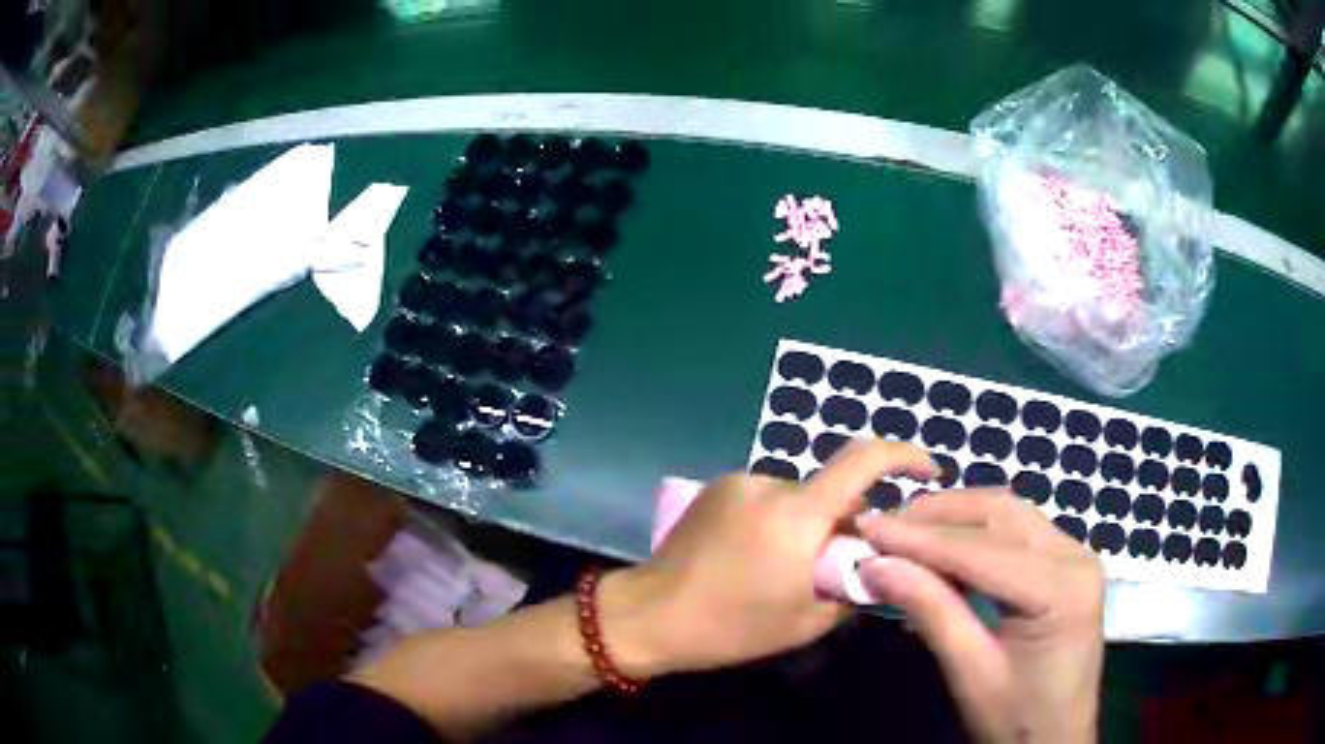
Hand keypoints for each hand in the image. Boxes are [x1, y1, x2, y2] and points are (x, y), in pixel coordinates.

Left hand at [601, 440, 937, 677]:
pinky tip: (755, 557)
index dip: (905, 456)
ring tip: (786, 568)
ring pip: (797, 497)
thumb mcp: (806, 621)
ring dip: (807, 523)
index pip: (864, 460)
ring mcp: (738, 482)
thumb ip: (850, 585)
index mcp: (797, 513)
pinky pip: (767, 498)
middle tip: (834, 565)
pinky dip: (779, 520)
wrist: (650, 614)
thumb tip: (870, 561)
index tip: (928, 472)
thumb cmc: (730, 626)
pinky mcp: (716, 489)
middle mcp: (769, 483)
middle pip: (830, 490)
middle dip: (845, 521)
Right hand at [856, 490, 1104, 743]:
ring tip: (904, 531)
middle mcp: (1076, 556)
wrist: (1057, 739)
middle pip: (1001, 515)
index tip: (867, 526)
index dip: (920, 538)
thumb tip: (875, 564)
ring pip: (1009, 515)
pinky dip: (975, 532)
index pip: (983, 551)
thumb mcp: (970, 672)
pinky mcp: (1067, 564)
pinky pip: (1018, 532)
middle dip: (938, 516)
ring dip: (955, 518)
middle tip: (882, 526)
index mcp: (1062, 589)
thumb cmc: (1016, 718)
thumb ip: (930, 611)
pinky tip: (943, 545)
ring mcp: (1076, 555)